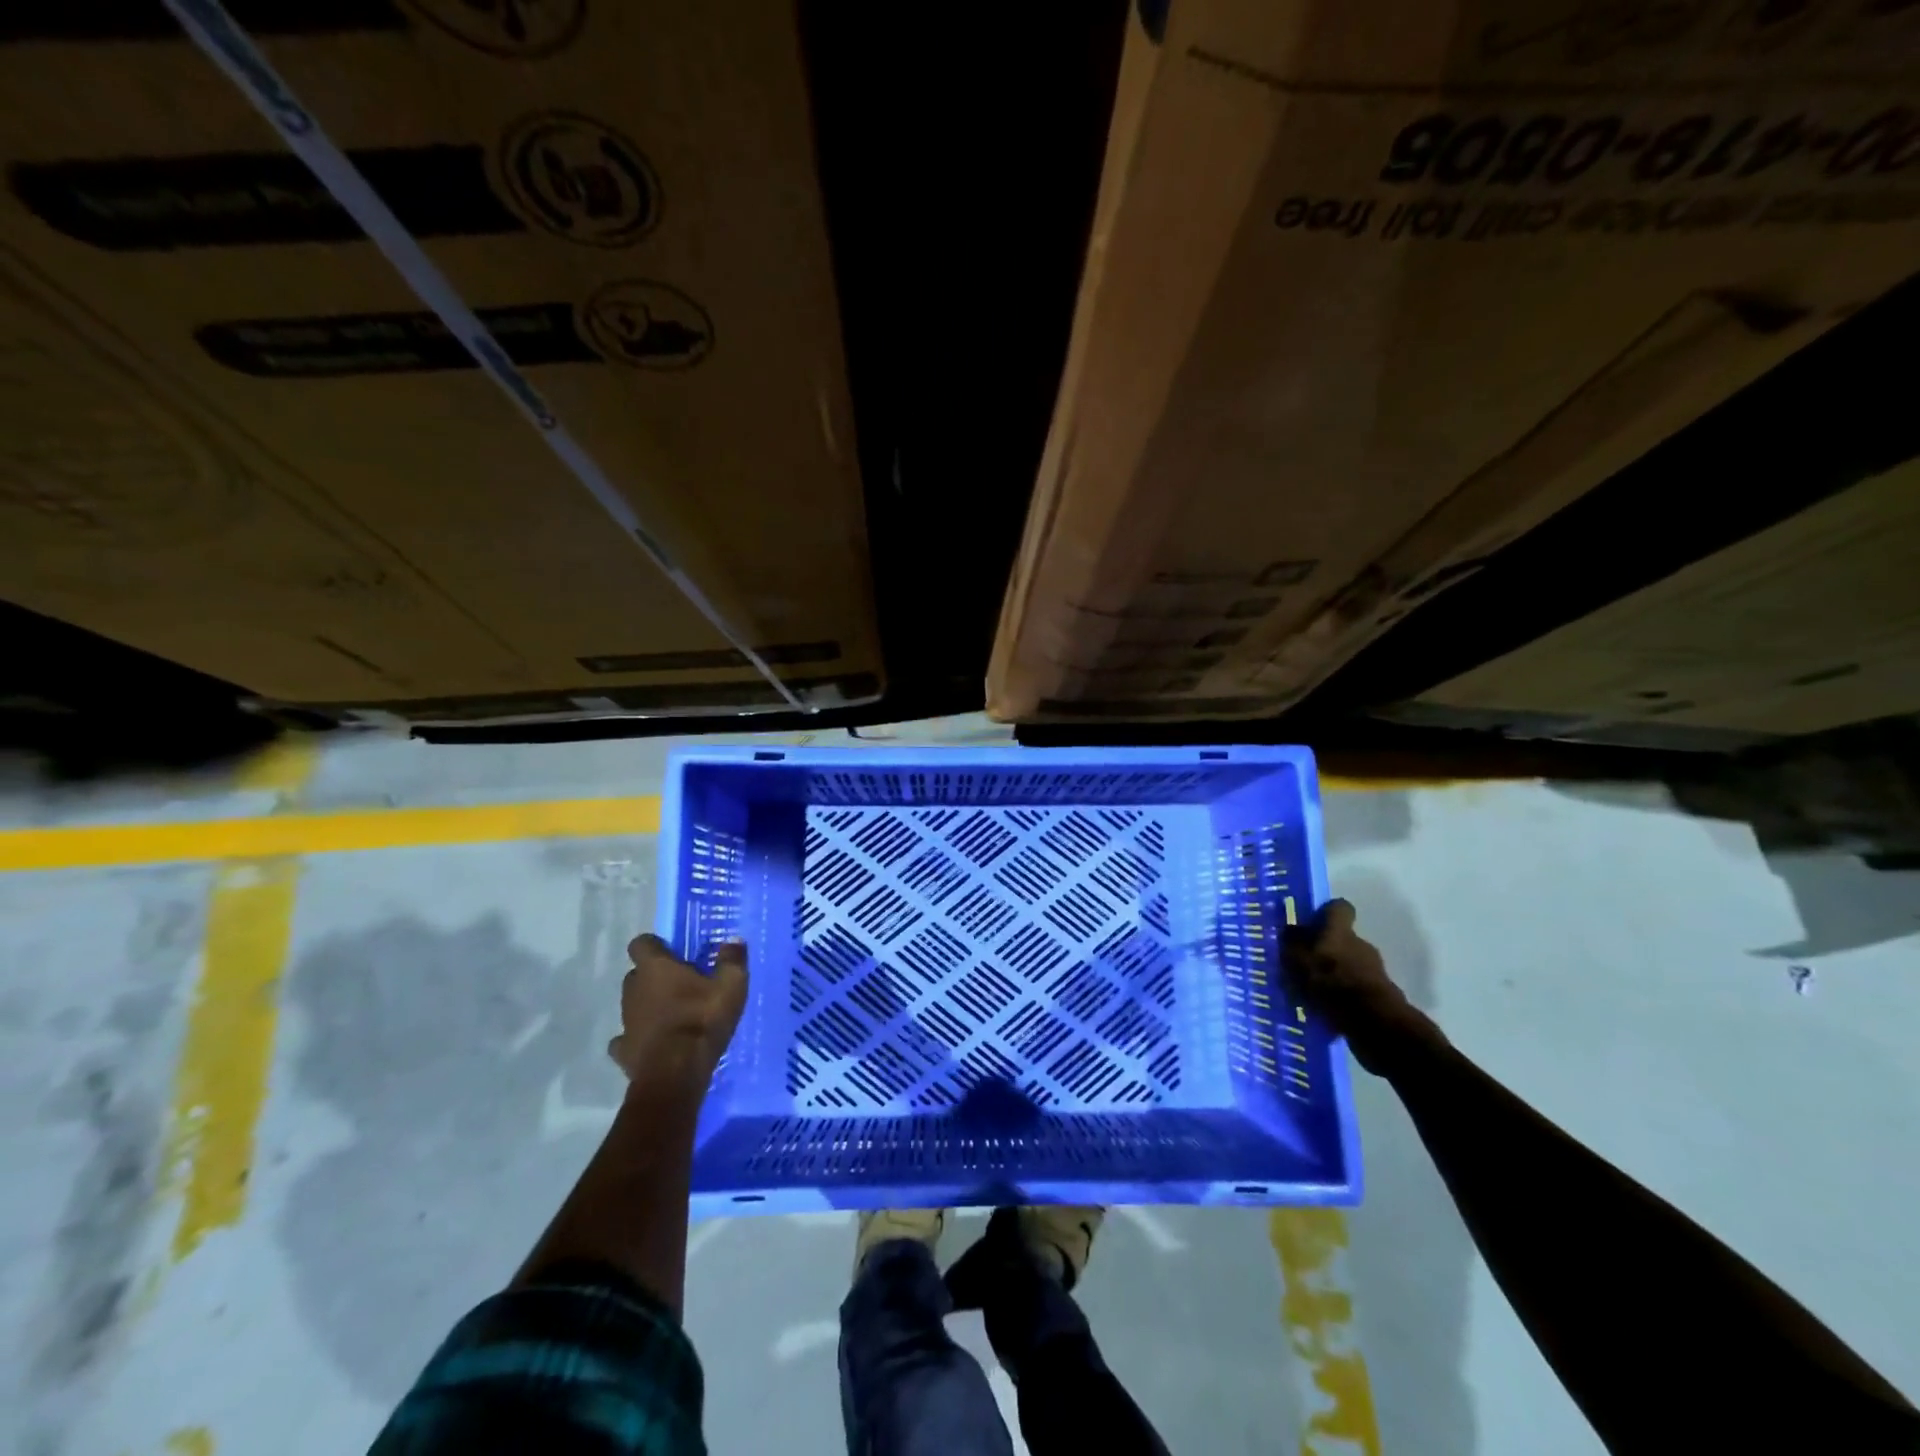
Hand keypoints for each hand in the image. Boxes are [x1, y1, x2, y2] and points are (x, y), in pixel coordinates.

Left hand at [607, 934, 748, 1090]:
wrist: (675, 1074)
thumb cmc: (702, 1020)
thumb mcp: (731, 986)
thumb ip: (732, 960)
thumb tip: (734, 940)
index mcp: (655, 968)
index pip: (641, 943)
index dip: (655, 946)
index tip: (674, 954)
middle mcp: (633, 989)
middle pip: (636, 974)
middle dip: (654, 977)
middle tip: (681, 985)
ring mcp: (625, 1021)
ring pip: (632, 1005)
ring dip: (648, 1006)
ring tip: (673, 1016)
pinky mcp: (623, 1051)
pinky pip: (627, 1038)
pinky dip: (638, 1038)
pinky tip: (655, 1043)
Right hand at [1282, 899, 1442, 1074]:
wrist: (1373, 1023)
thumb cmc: (1330, 983)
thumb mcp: (1298, 960)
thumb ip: (1291, 943)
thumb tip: (1289, 929)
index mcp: (1340, 932)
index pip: (1339, 908)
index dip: (1325, 912)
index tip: (1310, 923)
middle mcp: (1360, 945)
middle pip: (1342, 939)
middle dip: (1324, 950)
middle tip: (1303, 965)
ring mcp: (1373, 971)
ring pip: (1347, 965)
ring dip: (1332, 975)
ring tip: (1310, 993)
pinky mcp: (1379, 997)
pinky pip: (1354, 989)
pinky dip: (1342, 996)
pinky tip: (1325, 1011)